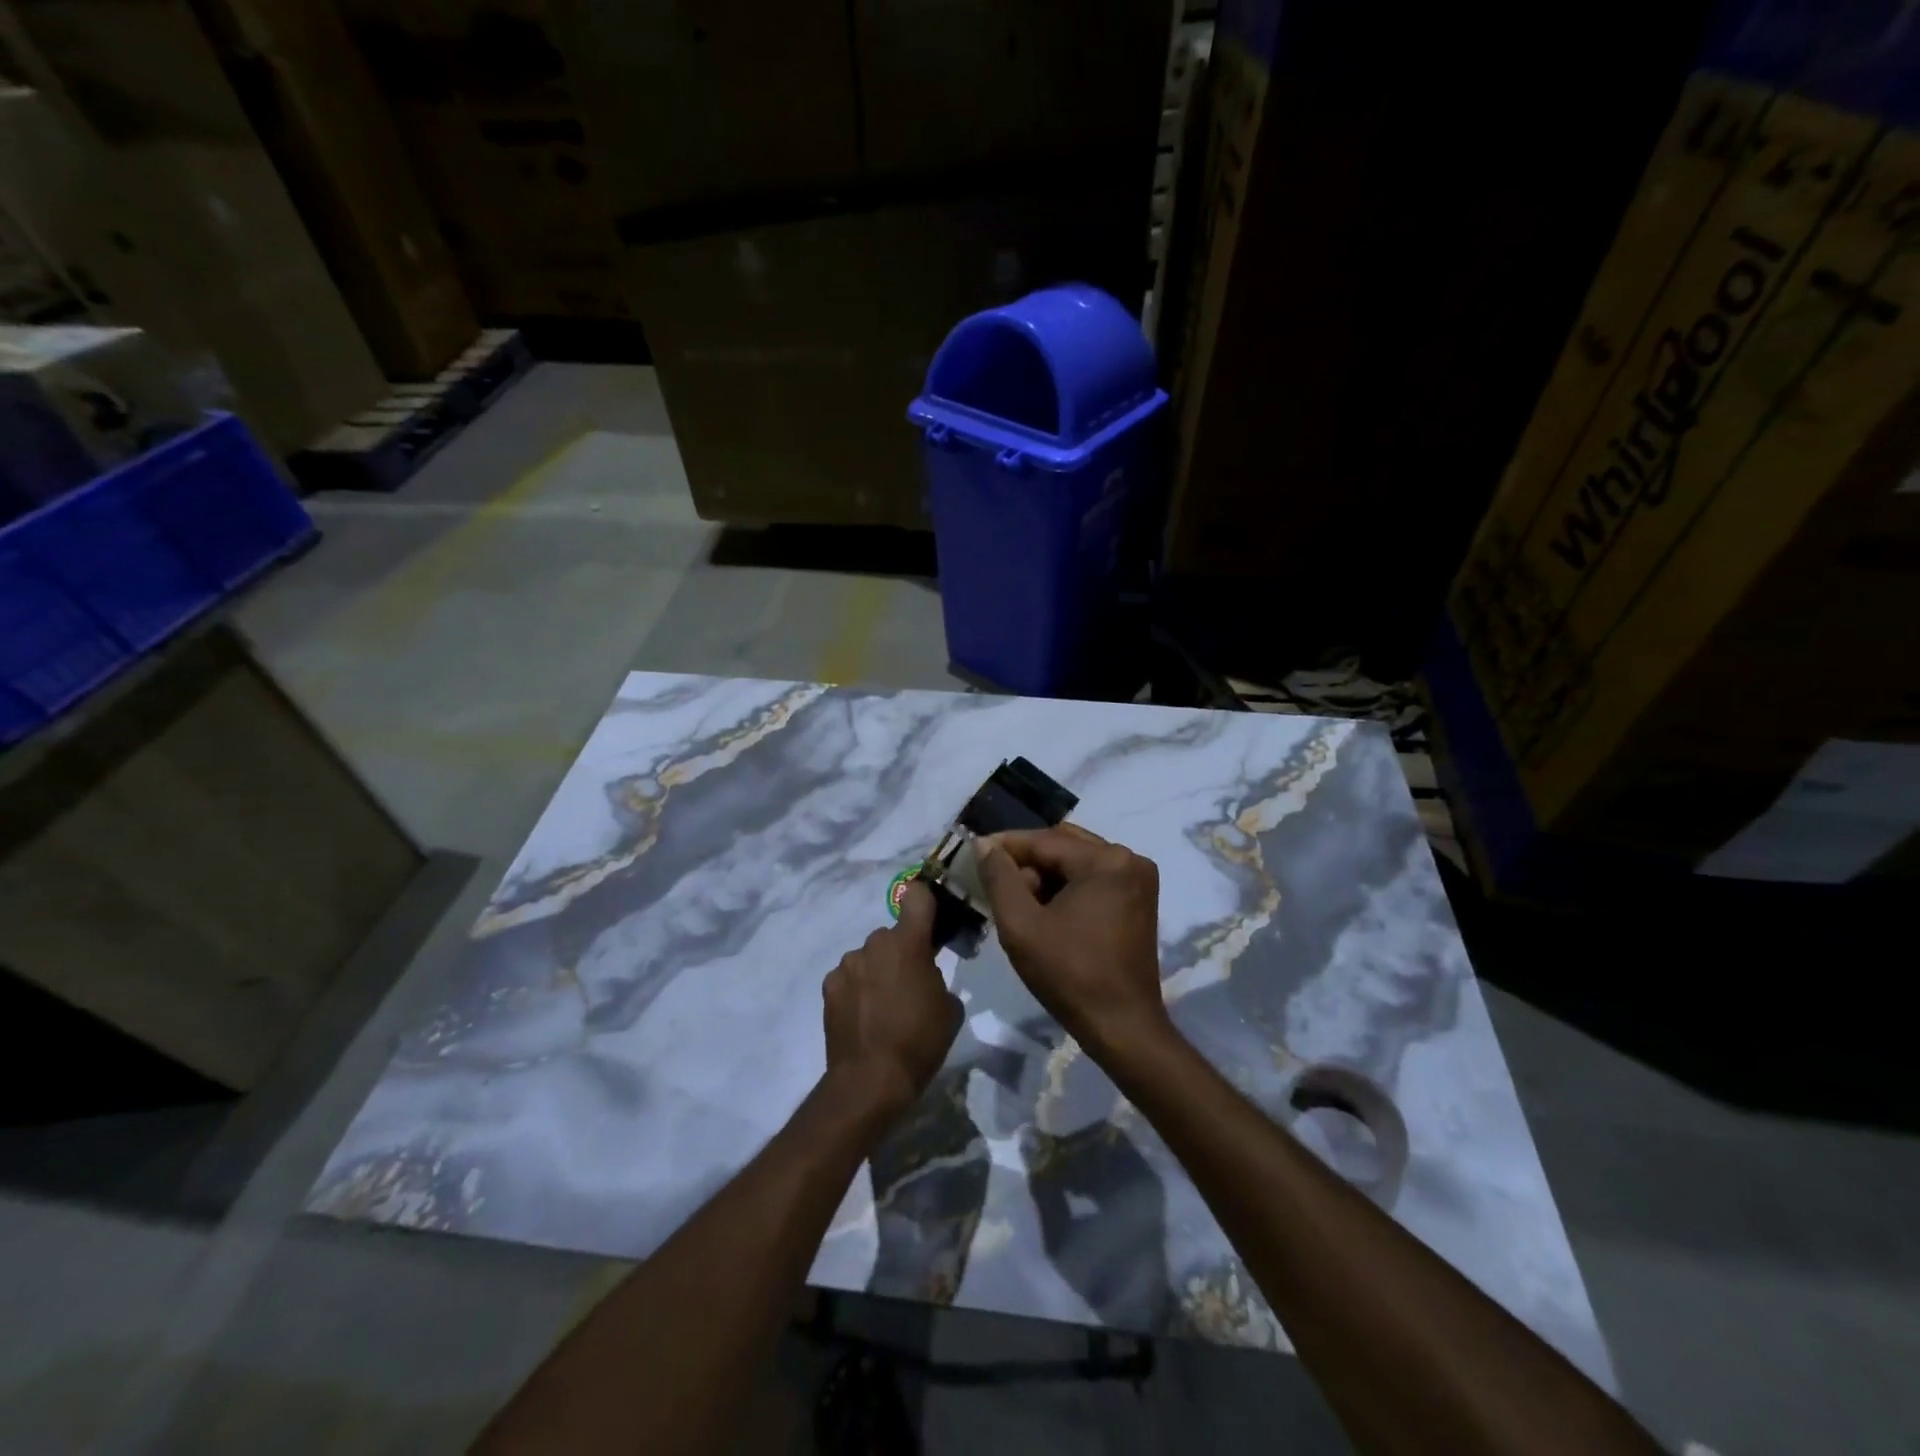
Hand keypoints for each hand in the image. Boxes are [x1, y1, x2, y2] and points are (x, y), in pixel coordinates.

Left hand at [821, 882, 962, 1116]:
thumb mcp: (949, 1008)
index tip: (929, 918)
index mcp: (908, 943)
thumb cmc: (919, 1041)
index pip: (916, 897)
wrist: (871, 1080)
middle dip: (900, 952)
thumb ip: (938, 978)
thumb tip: (925, 977)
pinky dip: (856, 989)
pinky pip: (849, 977)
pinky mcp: (828, 986)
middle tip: (909, 984)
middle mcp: (874, 944)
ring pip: (868, 957)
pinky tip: (863, 1017)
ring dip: (876, 971)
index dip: (924, 902)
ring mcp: (847, 964)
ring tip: (883, 1007)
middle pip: (891, 936)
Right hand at [976, 825, 1169, 1054]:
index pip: (1044, 840)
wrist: (1122, 1027)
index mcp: (1107, 860)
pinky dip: (1067, 886)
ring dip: (1046, 874)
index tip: (974, 852)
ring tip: (1019, 901)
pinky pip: (1094, 877)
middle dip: (1027, 860)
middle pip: (1063, 845)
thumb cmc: (1069, 975)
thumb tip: (984, 844)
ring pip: (1077, 860)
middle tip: (995, 881)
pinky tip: (1046, 909)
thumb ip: (999, 878)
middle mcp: (1129, 859)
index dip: (1005, 846)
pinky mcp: (1139, 899)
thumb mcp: (1021, 925)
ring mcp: (1139, 879)